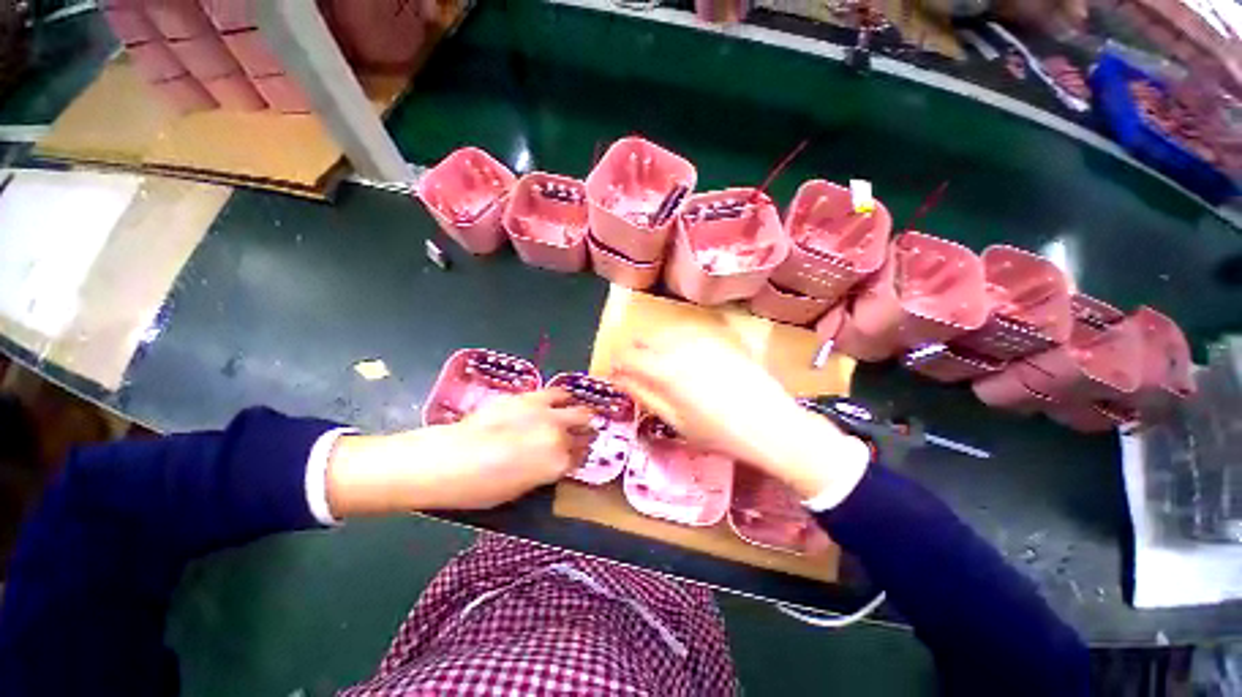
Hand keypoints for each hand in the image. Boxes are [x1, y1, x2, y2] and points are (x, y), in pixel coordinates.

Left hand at [325, 389, 594, 516]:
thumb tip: (555, 461)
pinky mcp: (528, 396)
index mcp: (557, 463)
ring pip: (576, 406)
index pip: (583, 455)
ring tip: (570, 414)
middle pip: (585, 426)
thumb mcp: (520, 489)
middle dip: (586, 431)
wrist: (445, 460)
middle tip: (581, 434)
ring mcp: (544, 412)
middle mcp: (558, 434)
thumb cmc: (479, 488)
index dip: (581, 455)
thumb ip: (546, 471)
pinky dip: (559, 398)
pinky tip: (554, 402)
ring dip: (576, 412)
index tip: (578, 455)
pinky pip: (554, 393)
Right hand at [610, 326, 865, 497]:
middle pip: (644, 338)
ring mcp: (702, 338)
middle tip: (636, 370)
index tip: (616, 373)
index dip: (616, 363)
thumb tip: (620, 378)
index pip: (627, 356)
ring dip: (654, 345)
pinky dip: (676, 340)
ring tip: (659, 365)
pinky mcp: (719, 337)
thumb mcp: (675, 421)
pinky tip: (684, 356)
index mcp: (665, 370)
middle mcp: (680, 347)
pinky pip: (687, 331)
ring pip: (664, 332)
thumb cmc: (719, 433)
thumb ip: (644, 395)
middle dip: (633, 352)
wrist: (772, 425)